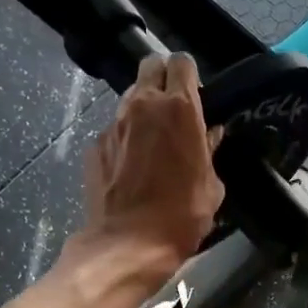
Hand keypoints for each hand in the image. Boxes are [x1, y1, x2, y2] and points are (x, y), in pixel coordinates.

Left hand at [84, 54, 223, 270]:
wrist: (128, 244)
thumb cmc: (181, 217)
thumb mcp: (212, 188)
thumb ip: (210, 152)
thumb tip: (209, 136)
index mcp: (180, 109)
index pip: (182, 62)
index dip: (190, 75)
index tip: (195, 96)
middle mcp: (143, 105)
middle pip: (151, 66)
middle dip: (163, 79)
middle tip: (173, 109)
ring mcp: (114, 123)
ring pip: (131, 98)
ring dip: (144, 110)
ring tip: (153, 143)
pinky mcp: (95, 145)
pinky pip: (115, 130)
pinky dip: (125, 139)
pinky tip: (131, 168)